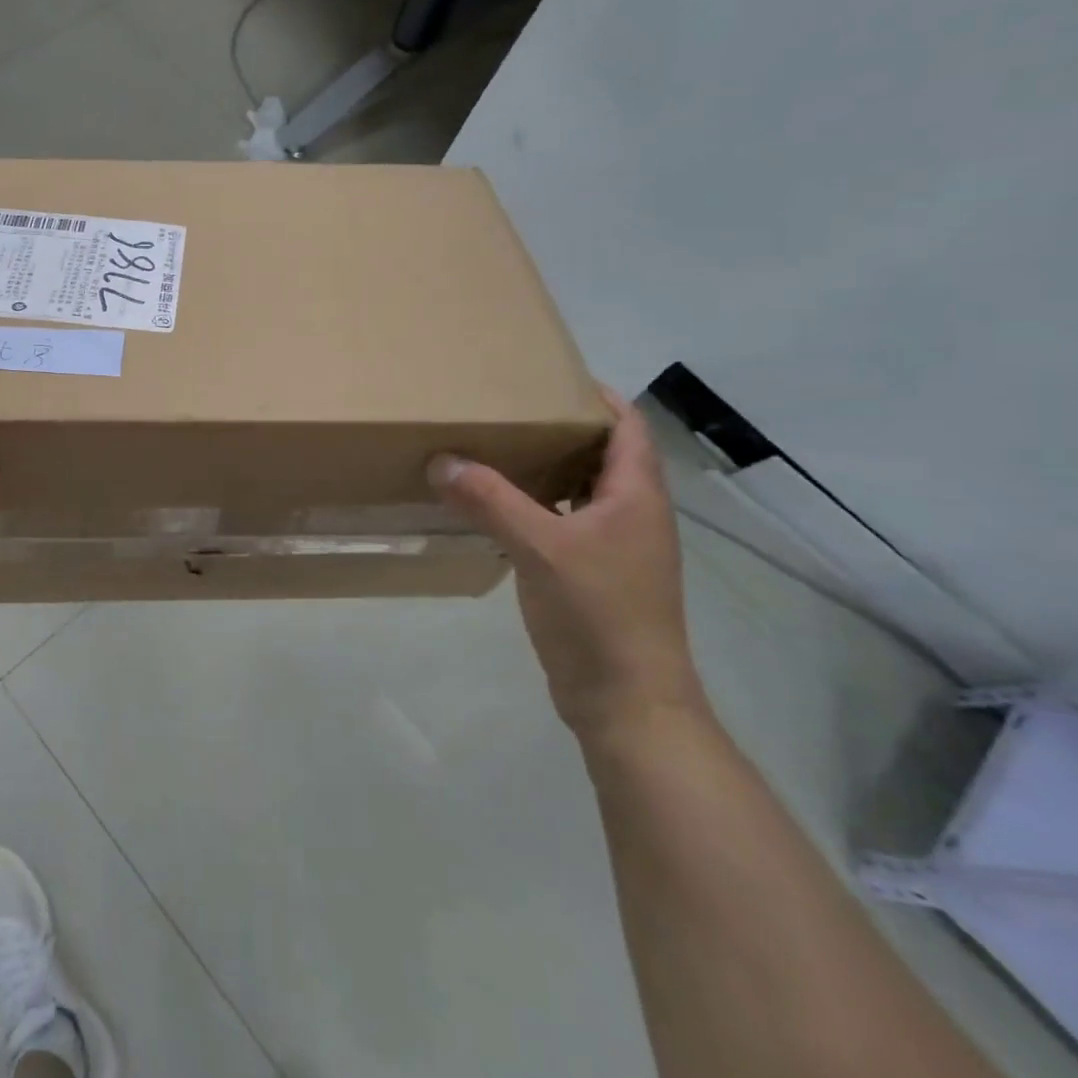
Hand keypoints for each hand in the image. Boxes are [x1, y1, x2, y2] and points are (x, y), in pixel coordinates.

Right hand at [429, 387, 705, 738]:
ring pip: (580, 490)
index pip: (627, 426)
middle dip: (561, 427)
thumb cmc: (599, 613)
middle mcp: (632, 514)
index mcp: (636, 496)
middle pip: (603, 454)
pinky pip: (563, 522)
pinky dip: (535, 505)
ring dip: (546, 467)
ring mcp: (614, 548)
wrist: (627, 701)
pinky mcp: (593, 575)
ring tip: (496, 447)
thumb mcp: (540, 548)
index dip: (596, 396)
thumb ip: (489, 500)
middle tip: (508, 408)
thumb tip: (441, 460)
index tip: (547, 375)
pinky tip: (496, 507)